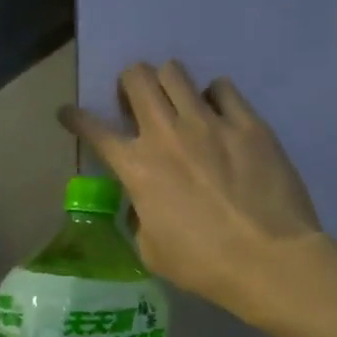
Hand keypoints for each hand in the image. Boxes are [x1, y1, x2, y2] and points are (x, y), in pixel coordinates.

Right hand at [61, 62, 322, 313]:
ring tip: (178, 103)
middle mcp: (167, 133)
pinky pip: (223, 88)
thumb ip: (139, 218)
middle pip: (137, 78)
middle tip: (137, 103)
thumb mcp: (151, 250)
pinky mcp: (248, 123)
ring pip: (176, 73)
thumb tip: (143, 204)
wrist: (268, 259)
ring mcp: (209, 122)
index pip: (93, 129)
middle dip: (129, 83)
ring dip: (168, 83)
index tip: (68, 113)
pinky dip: (214, 97)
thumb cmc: (202, 264)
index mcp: (137, 167)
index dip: (75, 117)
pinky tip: (220, 116)